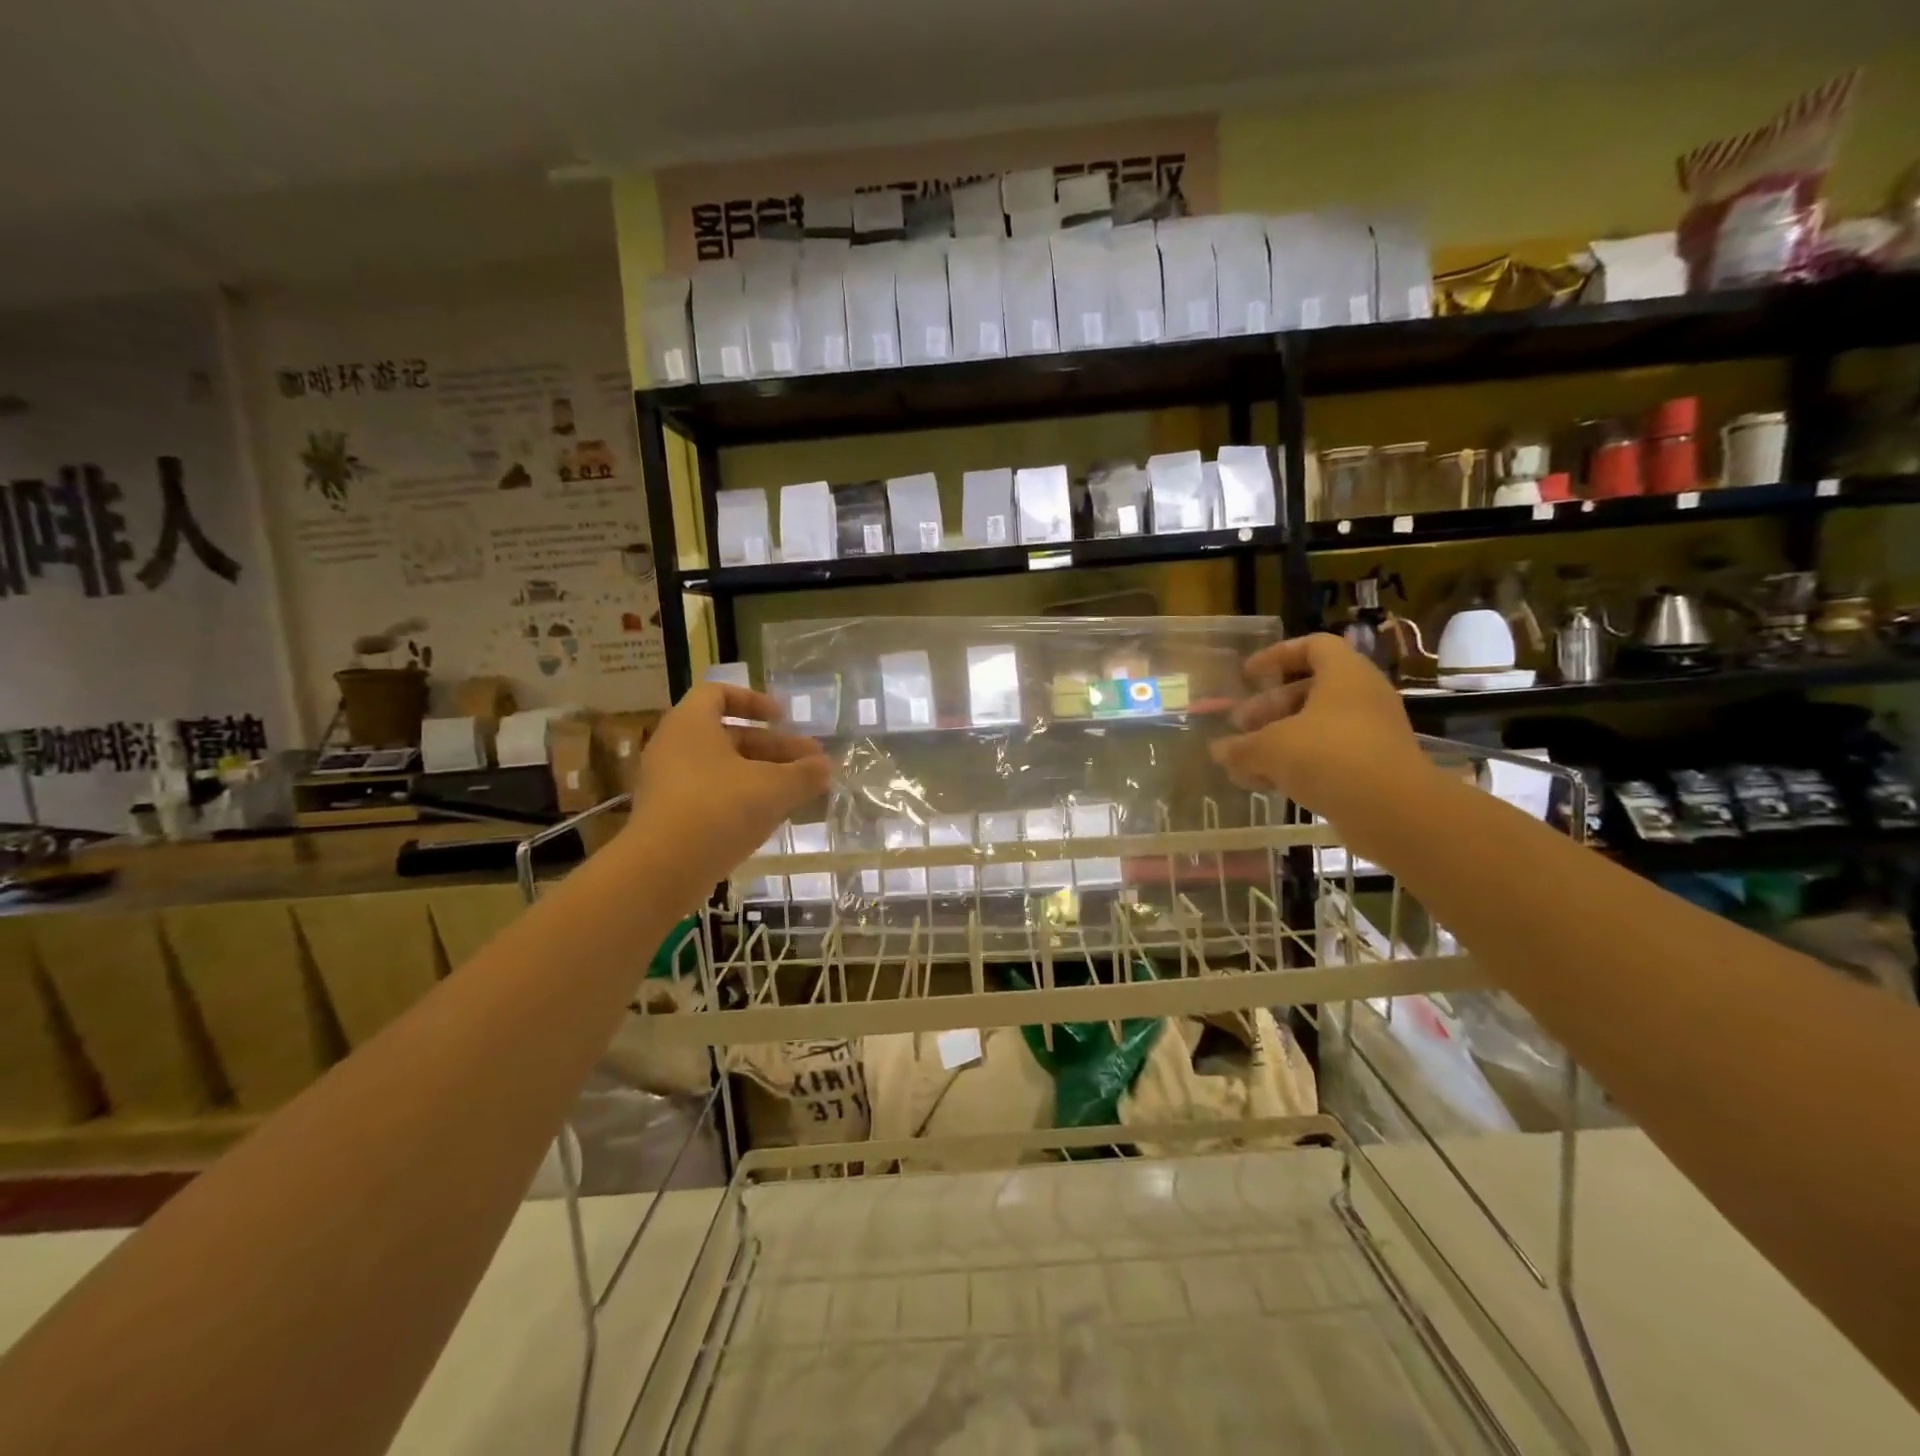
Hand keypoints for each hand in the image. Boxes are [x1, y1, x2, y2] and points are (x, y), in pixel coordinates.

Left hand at [626, 684, 831, 901]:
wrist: (663, 869)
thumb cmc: (719, 809)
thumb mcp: (774, 788)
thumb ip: (805, 774)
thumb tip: (826, 767)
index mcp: (691, 724)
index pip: (718, 693)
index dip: (753, 701)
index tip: (783, 719)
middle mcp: (674, 747)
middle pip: (730, 736)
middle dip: (775, 748)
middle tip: (812, 763)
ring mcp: (669, 784)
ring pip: (724, 769)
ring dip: (763, 775)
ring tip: (800, 792)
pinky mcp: (670, 817)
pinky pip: (711, 796)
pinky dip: (742, 799)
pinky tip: (772, 817)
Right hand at [1210, 633, 1431, 827]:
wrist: (1394, 811)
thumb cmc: (1329, 757)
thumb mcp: (1271, 748)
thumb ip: (1240, 747)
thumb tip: (1218, 750)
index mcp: (1344, 675)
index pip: (1313, 646)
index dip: (1277, 655)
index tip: (1249, 675)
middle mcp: (1362, 697)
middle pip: (1309, 690)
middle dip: (1268, 707)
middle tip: (1239, 725)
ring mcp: (1371, 733)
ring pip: (1316, 726)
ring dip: (1278, 739)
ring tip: (1245, 760)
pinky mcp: (1372, 767)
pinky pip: (1328, 755)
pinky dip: (1297, 764)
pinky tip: (1266, 784)